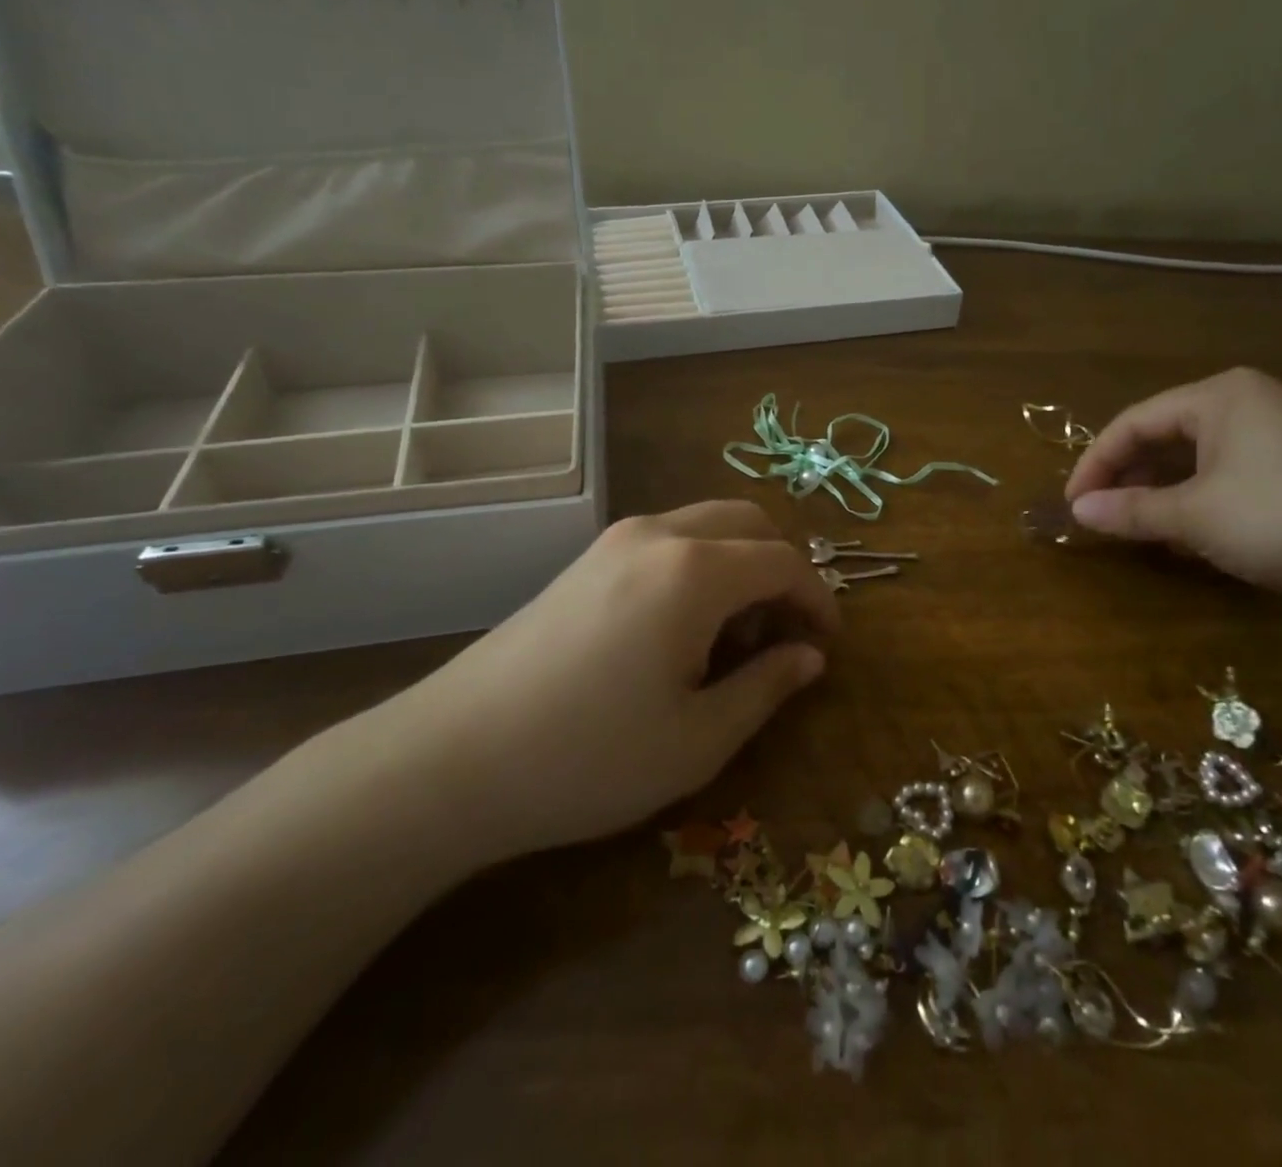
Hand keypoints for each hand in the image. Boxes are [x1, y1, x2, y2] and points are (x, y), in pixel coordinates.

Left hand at [347, 501, 839, 871]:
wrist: (452, 759)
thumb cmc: (590, 757)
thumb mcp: (699, 738)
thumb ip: (766, 686)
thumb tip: (809, 656)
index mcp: (695, 570)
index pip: (783, 560)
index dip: (818, 599)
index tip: (828, 645)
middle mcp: (658, 535)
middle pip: (748, 522)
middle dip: (781, 571)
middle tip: (783, 638)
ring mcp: (615, 541)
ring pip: (706, 527)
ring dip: (739, 567)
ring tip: (731, 642)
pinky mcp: (585, 561)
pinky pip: (667, 542)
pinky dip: (699, 569)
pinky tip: (680, 632)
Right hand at [1064, 368, 1281, 595]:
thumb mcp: (1195, 516)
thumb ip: (1131, 511)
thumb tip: (1077, 511)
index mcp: (1218, 396)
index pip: (1133, 422)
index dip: (1095, 462)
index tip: (1073, 502)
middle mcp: (1246, 401)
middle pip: (1163, 435)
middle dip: (1127, 477)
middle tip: (1101, 515)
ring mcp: (1277, 431)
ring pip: (1195, 457)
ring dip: (1160, 491)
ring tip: (1137, 526)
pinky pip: (1227, 472)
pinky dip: (1197, 498)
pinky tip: (1187, 531)